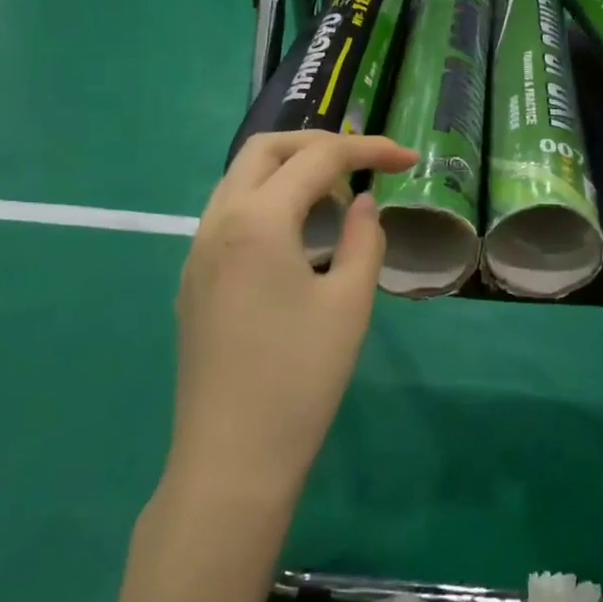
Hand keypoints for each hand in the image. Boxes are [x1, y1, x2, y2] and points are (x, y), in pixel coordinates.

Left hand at [169, 131, 416, 496]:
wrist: (231, 458)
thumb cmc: (300, 378)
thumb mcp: (350, 303)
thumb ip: (363, 240)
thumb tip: (362, 204)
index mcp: (258, 220)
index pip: (319, 159)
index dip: (369, 150)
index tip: (409, 158)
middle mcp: (218, 222)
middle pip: (266, 150)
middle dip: (319, 144)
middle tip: (365, 163)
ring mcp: (197, 251)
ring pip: (241, 179)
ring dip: (290, 171)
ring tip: (337, 199)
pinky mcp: (193, 280)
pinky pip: (230, 214)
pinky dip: (268, 202)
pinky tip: (299, 237)